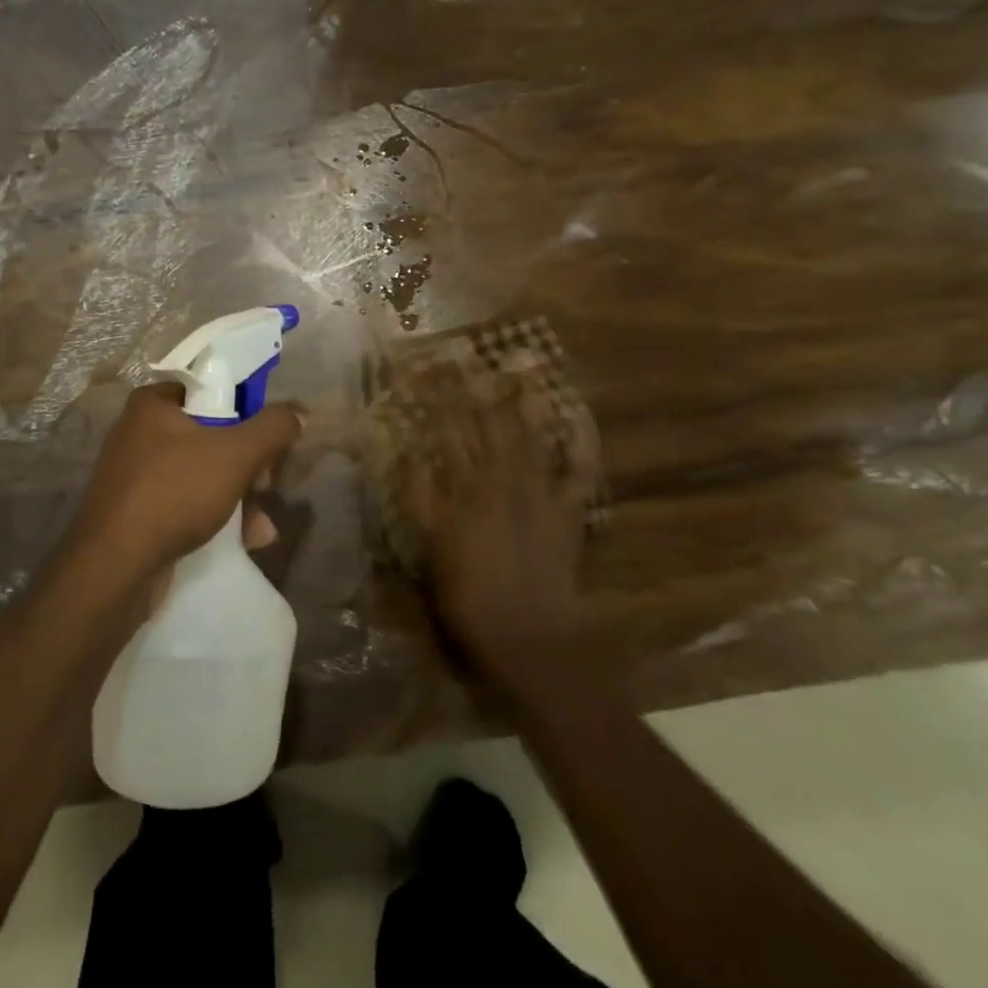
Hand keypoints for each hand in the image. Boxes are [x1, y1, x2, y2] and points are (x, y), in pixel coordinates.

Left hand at [69, 383, 299, 581]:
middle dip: (249, 466)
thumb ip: (272, 428)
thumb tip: (297, 414)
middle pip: (213, 435)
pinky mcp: (138, 513)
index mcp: (154, 404)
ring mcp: (137, 475)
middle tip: (266, 486)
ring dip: (241, 499)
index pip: (212, 391)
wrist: (114, 568)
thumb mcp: (235, 454)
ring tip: (261, 527)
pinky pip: (187, 504)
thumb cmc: (174, 492)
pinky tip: (246, 542)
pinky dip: (217, 518)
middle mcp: (140, 433)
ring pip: (205, 474)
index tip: (268, 442)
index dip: (247, 413)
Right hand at [400, 366, 600, 681]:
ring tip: (523, 364)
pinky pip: (579, 468)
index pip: (442, 433)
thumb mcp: (430, 548)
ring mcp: (539, 491)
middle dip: (472, 386)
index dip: (432, 399)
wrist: (530, 635)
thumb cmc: (469, 597)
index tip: (422, 369)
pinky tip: (579, 414)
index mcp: (463, 489)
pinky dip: (582, 440)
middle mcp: (500, 479)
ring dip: (525, 398)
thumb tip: (404, 456)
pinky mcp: (568, 508)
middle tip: (466, 352)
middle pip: (483, 424)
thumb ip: (419, 498)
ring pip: (530, 433)